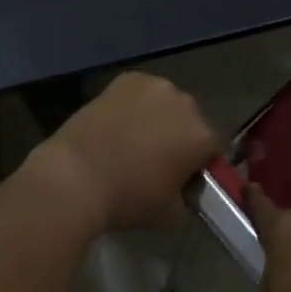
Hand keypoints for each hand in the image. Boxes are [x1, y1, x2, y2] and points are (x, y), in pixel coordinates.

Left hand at [31, 73, 217, 230]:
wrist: (76, 175)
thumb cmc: (127, 198)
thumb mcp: (170, 213)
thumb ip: (187, 196)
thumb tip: (184, 188)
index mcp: (201, 135)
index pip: (215, 148)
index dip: (202, 163)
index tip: (186, 177)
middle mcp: (185, 102)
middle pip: (192, 120)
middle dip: (181, 136)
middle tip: (159, 158)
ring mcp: (155, 85)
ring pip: (167, 102)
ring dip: (160, 117)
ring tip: (135, 138)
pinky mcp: (128, 78)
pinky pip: (141, 92)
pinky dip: (135, 104)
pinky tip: (118, 123)